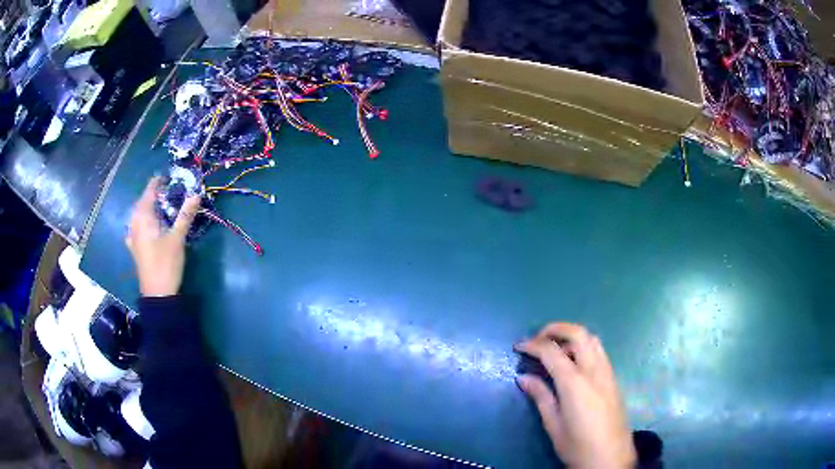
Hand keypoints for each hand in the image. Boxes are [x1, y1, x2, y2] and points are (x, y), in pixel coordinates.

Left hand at [125, 177, 200, 296]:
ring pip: (139, 214)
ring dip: (149, 207)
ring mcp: (133, 237)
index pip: (150, 190)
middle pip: (143, 201)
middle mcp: (135, 223)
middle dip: (155, 193)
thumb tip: (196, 193)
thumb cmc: (166, 263)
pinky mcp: (135, 248)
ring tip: (161, 206)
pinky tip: (146, 227)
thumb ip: (185, 214)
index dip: (160, 181)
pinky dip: (143, 222)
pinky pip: (137, 228)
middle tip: (171, 191)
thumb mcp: (177, 238)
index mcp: (143, 217)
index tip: (172, 177)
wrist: (157, 294)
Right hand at [516, 323, 634, 468]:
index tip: (517, 346)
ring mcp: (607, 372)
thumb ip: (540, 396)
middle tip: (537, 339)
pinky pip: (599, 351)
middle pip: (578, 333)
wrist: (611, 458)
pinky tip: (573, 363)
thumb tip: (523, 377)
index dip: (532, 344)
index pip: (551, 351)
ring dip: (572, 336)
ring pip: (592, 338)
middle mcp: (594, 370)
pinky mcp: (613, 378)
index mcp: (575, 383)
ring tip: (554, 348)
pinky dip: (583, 346)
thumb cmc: (578, 446)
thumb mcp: (554, 425)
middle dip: (555, 329)